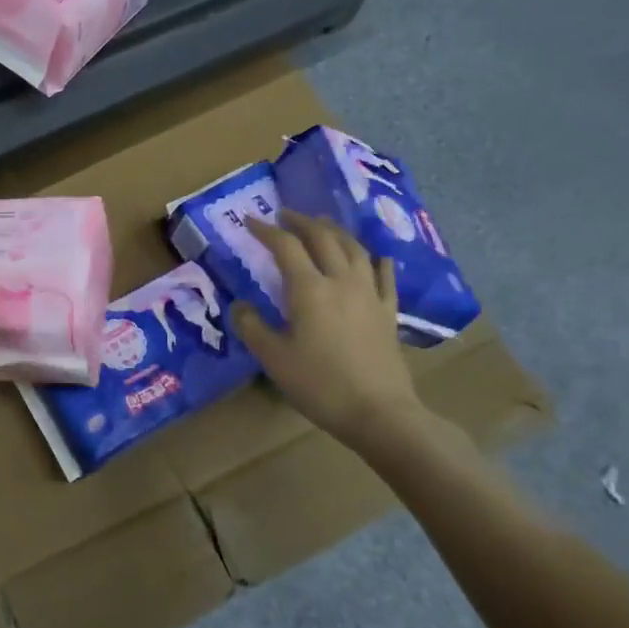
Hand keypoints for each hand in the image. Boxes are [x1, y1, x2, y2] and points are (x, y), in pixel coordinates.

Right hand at [231, 211, 423, 450]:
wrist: (379, 412)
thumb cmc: (319, 385)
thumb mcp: (273, 358)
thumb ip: (252, 327)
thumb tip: (240, 305)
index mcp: (309, 289)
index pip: (285, 247)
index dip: (266, 231)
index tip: (249, 221)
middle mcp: (341, 281)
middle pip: (323, 238)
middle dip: (302, 221)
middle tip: (285, 215)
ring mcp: (370, 294)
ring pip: (354, 249)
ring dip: (335, 231)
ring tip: (322, 226)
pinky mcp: (388, 312)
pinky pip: (385, 277)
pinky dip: (376, 260)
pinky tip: (376, 256)